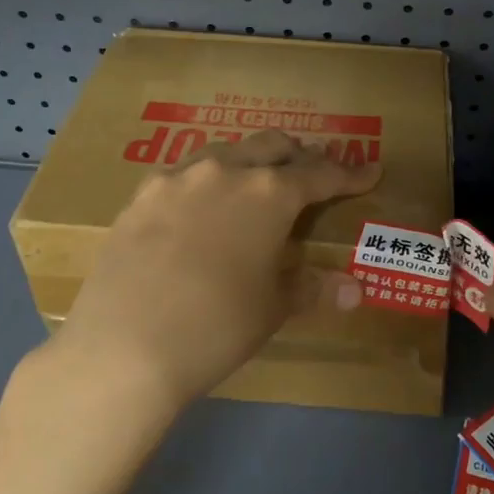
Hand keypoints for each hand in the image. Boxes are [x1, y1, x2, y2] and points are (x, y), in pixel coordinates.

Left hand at [54, 130, 379, 420]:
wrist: (123, 347)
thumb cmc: (216, 327)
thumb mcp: (272, 308)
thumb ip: (312, 287)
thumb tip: (354, 289)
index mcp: (269, 193)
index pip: (321, 175)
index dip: (349, 174)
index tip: (369, 171)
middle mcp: (226, 170)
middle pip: (273, 146)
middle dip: (299, 156)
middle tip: (312, 173)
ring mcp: (179, 177)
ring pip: (226, 151)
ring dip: (250, 160)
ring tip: (256, 181)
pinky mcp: (142, 194)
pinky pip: (185, 172)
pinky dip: (207, 179)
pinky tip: (200, 204)